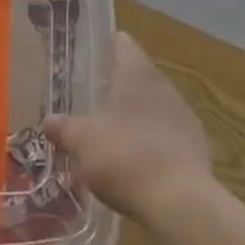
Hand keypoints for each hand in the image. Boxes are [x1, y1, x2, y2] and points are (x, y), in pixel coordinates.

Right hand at [44, 32, 213, 227]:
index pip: (123, 44)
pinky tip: (137, 161)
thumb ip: (65, 128)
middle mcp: (163, 85)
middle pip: (139, 75)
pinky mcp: (195, 143)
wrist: (179, 199)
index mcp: (137, 74)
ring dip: (135, 115)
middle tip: (93, 99)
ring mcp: (183, 114)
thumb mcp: (84, 143)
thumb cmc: (125, 157)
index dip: (107, 46)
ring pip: (154, 104)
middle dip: (118, 86)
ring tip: (112, 133)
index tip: (91, 55)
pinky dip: (151, 140)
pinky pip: (167, 133)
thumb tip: (49, 120)